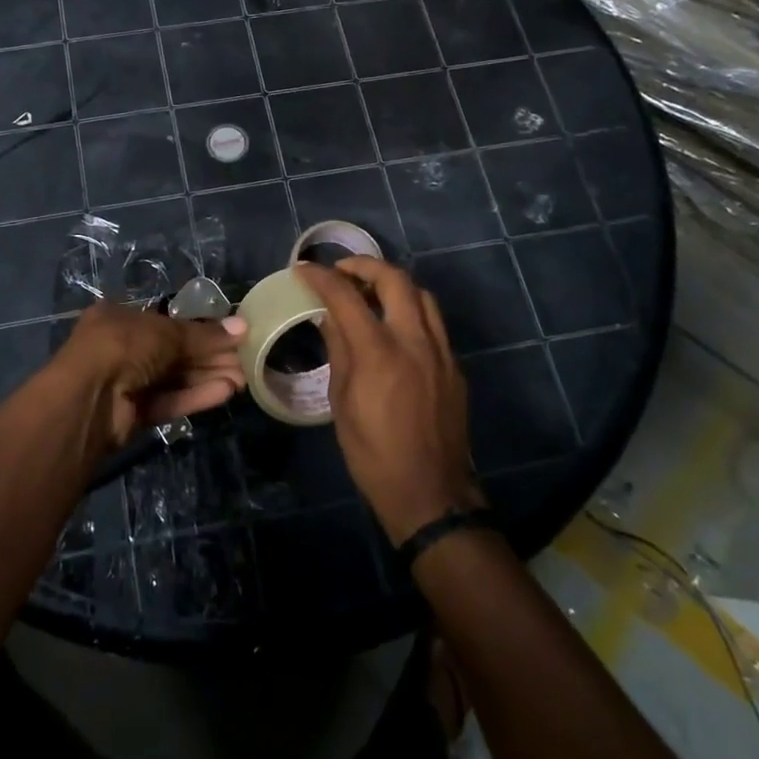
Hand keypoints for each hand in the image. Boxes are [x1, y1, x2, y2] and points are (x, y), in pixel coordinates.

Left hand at [56, 303, 246, 454]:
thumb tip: (242, 327)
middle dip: (209, 356)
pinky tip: (225, 392)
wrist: (88, 398)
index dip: (201, 330)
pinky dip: (195, 396)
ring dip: (207, 377)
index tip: (232, 336)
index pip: (168, 323)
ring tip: (244, 379)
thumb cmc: (123, 345)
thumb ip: (204, 334)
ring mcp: (126, 382)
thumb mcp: (167, 332)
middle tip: (246, 360)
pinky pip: (169, 401)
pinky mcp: (133, 414)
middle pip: (174, 352)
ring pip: (174, 378)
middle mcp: (122, 348)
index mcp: (120, 318)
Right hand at [296, 259, 482, 544]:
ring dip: (393, 283)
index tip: (304, 270)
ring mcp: (441, 351)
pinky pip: (433, 322)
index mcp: (379, 353)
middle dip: (365, 266)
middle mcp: (414, 341)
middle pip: (395, 279)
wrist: (429, 492)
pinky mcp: (455, 366)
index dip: (322, 277)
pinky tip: (394, 326)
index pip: (346, 296)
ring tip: (370, 291)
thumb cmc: (372, 453)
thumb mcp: (341, 401)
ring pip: (421, 295)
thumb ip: (338, 351)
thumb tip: (328, 317)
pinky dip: (410, 310)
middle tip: (342, 272)